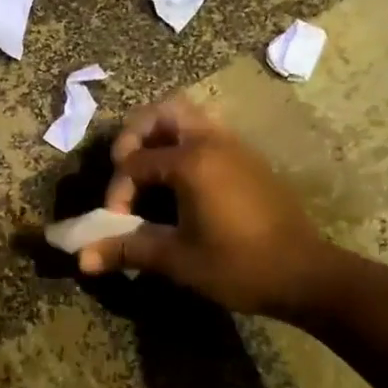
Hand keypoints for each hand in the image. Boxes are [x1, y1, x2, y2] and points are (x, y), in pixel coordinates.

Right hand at [81, 94, 335, 320]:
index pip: (135, 162)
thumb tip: (81, 260)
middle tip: (126, 168)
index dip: (118, 191)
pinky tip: (180, 186)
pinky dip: (185, 147)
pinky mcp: (249, 161)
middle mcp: (213, 142)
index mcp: (192, 160)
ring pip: (190, 119)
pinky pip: (208, 136)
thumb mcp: (177, 259)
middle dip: (136, 134)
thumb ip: (127, 249)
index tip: (117, 223)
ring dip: (162, 138)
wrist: (306, 276)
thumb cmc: (238, 265)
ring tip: (149, 174)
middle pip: (164, 111)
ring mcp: (235, 147)